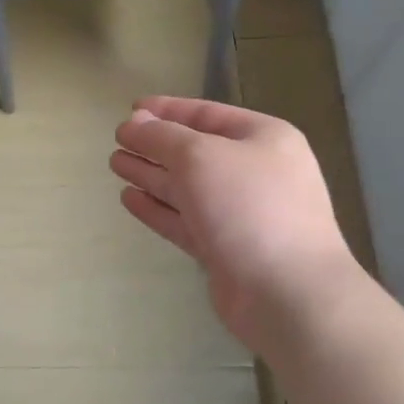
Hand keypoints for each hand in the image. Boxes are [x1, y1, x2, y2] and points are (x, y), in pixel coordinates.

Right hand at [111, 96, 358, 359]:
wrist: (287, 293)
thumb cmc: (248, 207)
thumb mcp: (199, 157)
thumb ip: (162, 137)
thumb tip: (134, 123)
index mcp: (263, 139)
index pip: (207, 114)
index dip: (167, 110)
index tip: (131, 110)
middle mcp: (256, 172)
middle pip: (195, 152)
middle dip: (155, 145)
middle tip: (117, 140)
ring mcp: (241, 214)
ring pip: (187, 188)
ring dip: (152, 175)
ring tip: (116, 164)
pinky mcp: (226, 249)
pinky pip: (186, 220)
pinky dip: (158, 208)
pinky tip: (129, 198)